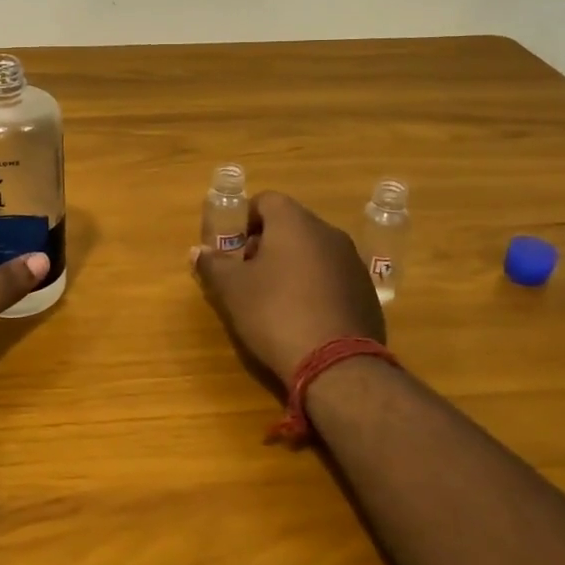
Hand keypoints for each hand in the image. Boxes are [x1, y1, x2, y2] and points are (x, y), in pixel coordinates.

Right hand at [192, 191, 383, 381]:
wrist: (336, 364)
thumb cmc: (275, 313)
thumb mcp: (232, 289)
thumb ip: (213, 264)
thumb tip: (197, 251)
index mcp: (295, 223)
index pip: (266, 201)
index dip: (244, 219)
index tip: (231, 247)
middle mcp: (328, 233)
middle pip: (290, 226)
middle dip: (265, 244)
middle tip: (246, 274)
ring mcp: (352, 262)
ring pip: (313, 251)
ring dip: (291, 265)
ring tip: (273, 298)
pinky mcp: (366, 291)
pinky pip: (332, 277)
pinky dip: (314, 286)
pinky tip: (302, 316)